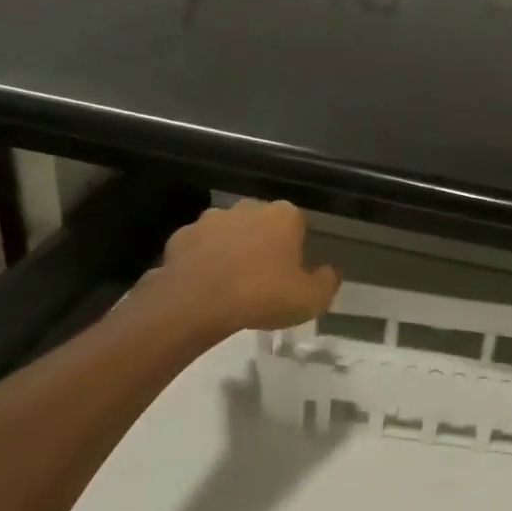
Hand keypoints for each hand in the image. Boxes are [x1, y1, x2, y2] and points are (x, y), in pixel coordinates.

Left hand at [157, 200, 340, 332]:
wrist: (197, 303)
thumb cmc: (263, 295)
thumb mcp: (311, 299)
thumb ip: (327, 283)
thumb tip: (331, 272)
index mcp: (283, 215)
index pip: (296, 223)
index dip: (295, 246)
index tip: (292, 271)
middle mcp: (247, 207)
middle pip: (261, 222)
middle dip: (262, 243)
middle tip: (264, 278)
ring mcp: (210, 219)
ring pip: (228, 232)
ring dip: (231, 250)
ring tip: (232, 284)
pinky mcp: (180, 236)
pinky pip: (198, 247)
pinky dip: (202, 261)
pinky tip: (205, 286)